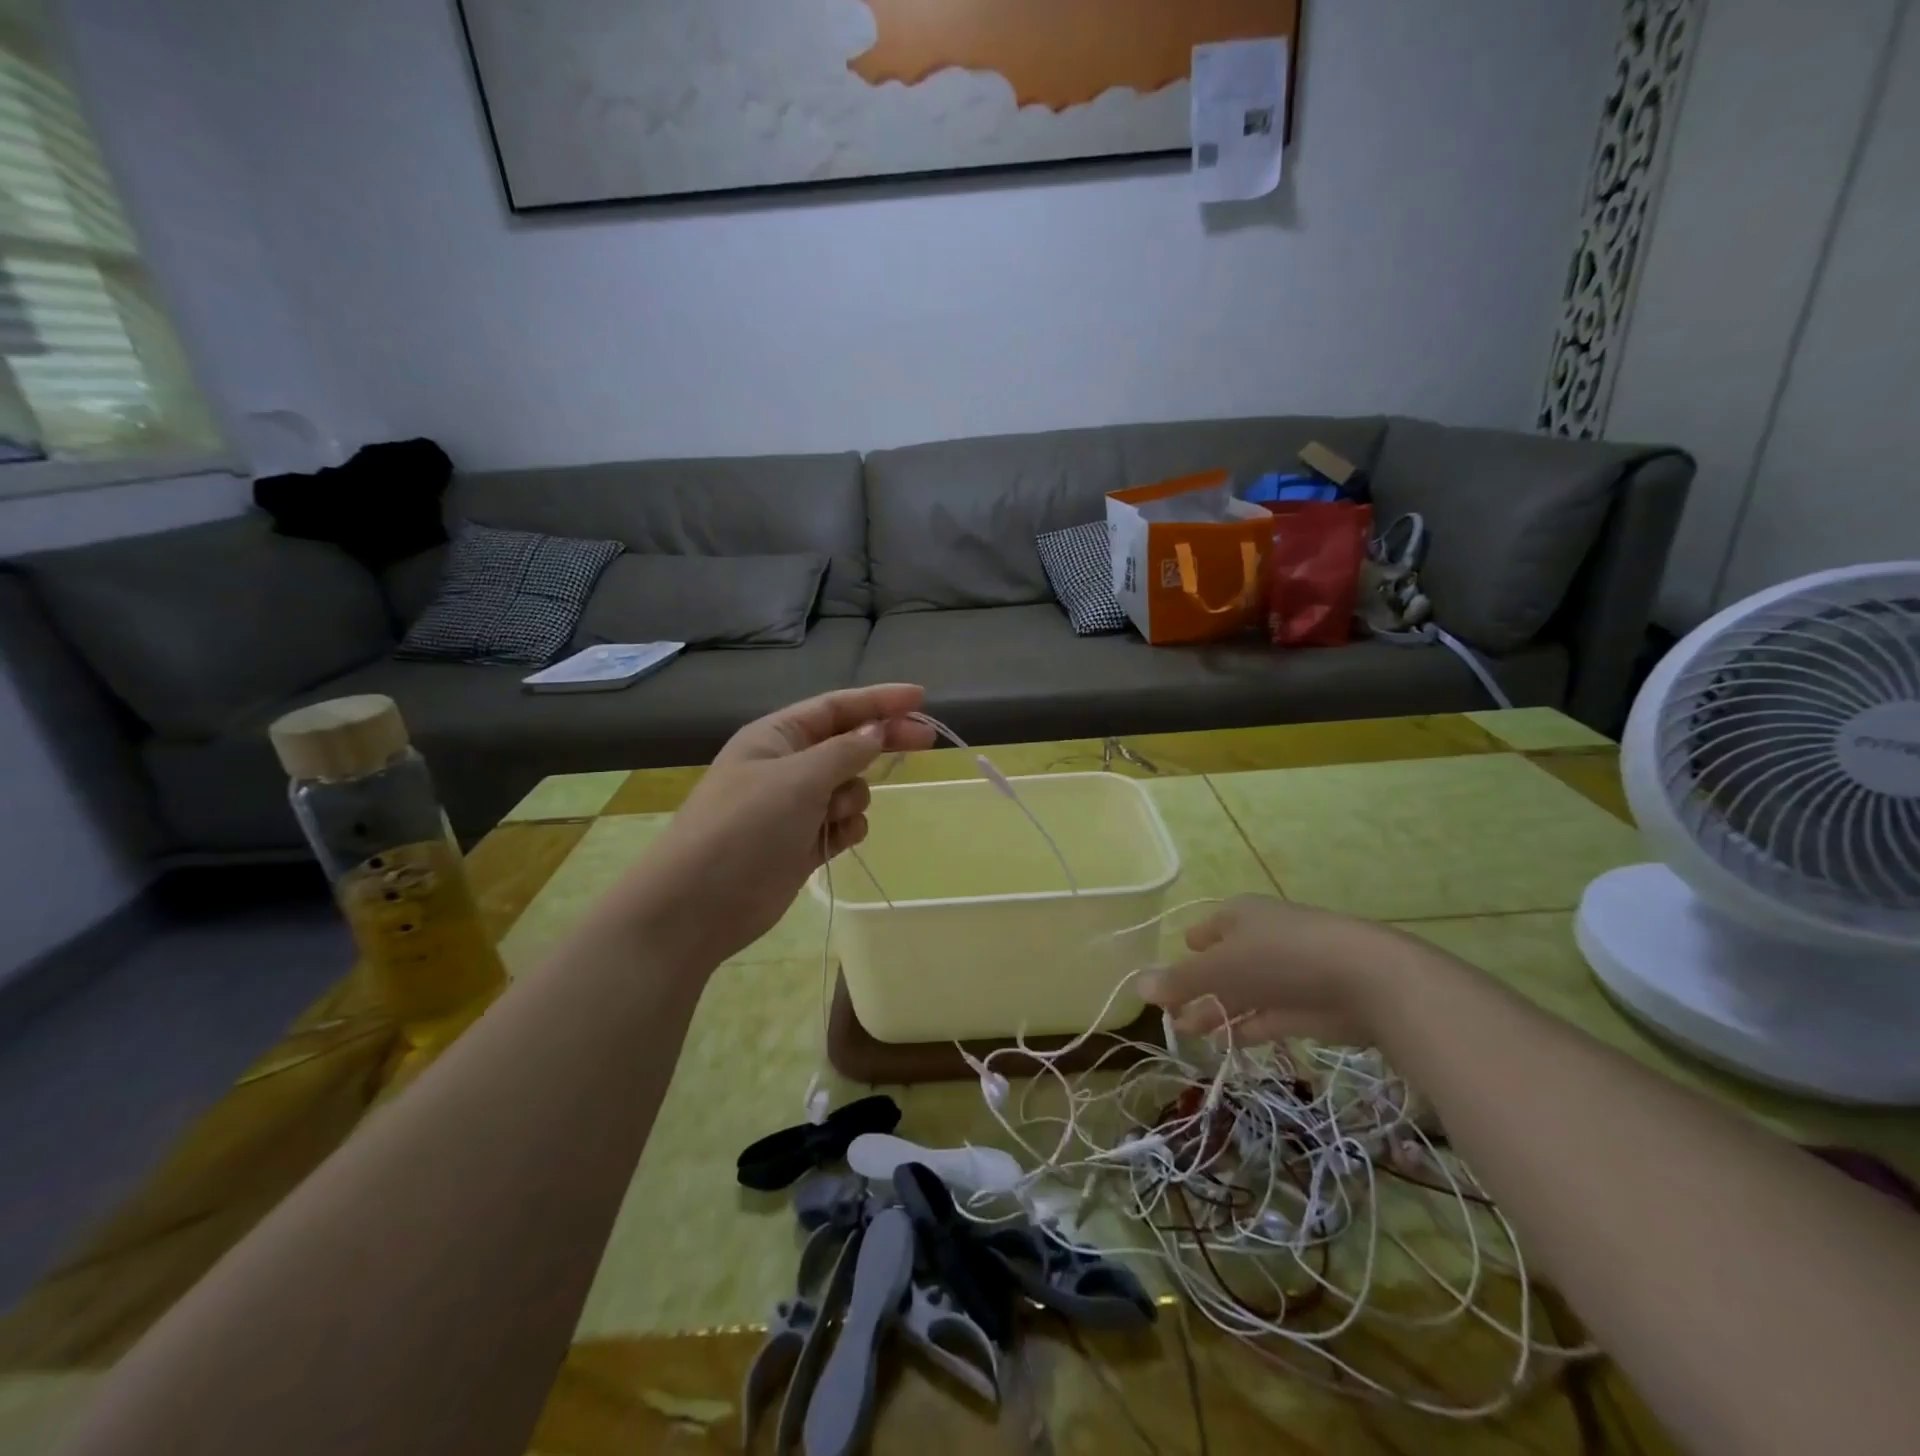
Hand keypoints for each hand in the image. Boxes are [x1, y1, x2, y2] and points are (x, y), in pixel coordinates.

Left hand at [620, 685, 936, 965]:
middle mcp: (787, 767)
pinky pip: (843, 825)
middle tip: (927, 740)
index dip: (879, 701)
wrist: (699, 904)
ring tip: (829, 817)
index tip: (920, 698)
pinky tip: (833, 841)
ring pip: (850, 789)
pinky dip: (846, 830)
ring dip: (852, 798)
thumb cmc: (745, 826)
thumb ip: (845, 751)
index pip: (837, 708)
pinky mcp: (802, 844)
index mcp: (776, 737)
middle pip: (849, 744)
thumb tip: (876, 730)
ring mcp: (795, 807)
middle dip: (882, 742)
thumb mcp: (798, 777)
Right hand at [1137, 895, 1412, 1047]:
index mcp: (1239, 916)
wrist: (1365, 980)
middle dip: (1196, 987)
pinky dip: (1244, 1027)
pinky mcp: (1305, 1006)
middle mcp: (1260, 939)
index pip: (1207, 929)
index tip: (1169, 971)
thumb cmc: (1280, 957)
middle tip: (1170, 1013)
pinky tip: (1223, 1042)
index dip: (1188, 949)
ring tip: (1188, 1031)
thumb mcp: (1220, 967)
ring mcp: (1285, 973)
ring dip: (1215, 1011)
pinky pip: (1265, 1016)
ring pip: (1242, 993)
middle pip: (1221, 964)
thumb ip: (1180, 980)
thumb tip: (1137, 986)